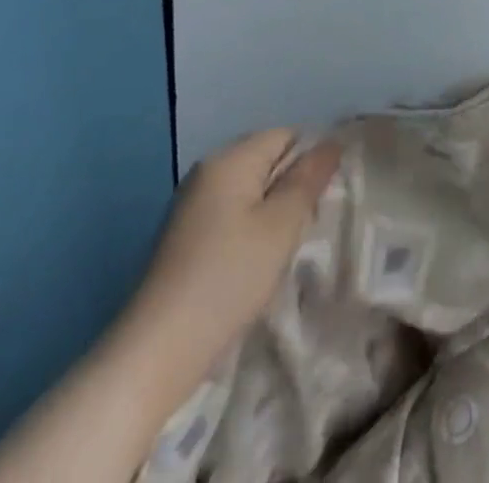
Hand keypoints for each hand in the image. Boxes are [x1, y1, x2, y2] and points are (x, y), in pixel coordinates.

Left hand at [131, 128, 342, 368]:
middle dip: (291, 186)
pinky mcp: (184, 237)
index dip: (311, 161)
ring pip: (251, 190)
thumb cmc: (229, 277)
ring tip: (280, 247)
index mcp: (230, 158)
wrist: (156, 352)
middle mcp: (207, 171)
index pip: (288, 136)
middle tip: (304, 224)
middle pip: (268, 160)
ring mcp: (191, 205)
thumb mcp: (282, 224)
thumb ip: (310, 178)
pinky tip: (252, 263)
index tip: (320, 199)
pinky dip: (249, 230)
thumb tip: (331, 143)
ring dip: (272, 212)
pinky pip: (231, 214)